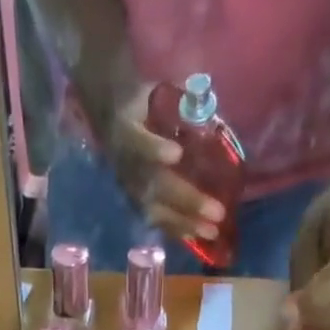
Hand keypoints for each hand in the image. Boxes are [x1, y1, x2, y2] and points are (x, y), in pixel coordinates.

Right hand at [100, 85, 224, 243]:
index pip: (140, 143)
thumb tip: (207, 104)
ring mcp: (131, 189)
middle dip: (188, 200)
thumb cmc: (142, 105)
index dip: (156, 149)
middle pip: (157, 187)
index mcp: (128, 131)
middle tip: (217, 212)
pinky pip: (157, 221)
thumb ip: (179, 100)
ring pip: (158, 211)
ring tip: (212, 232)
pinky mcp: (136, 204)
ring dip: (186, 223)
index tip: (176, 154)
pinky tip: (198, 236)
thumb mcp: (154, 93)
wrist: (111, 121)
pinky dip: (177, 230)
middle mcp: (128, 166)